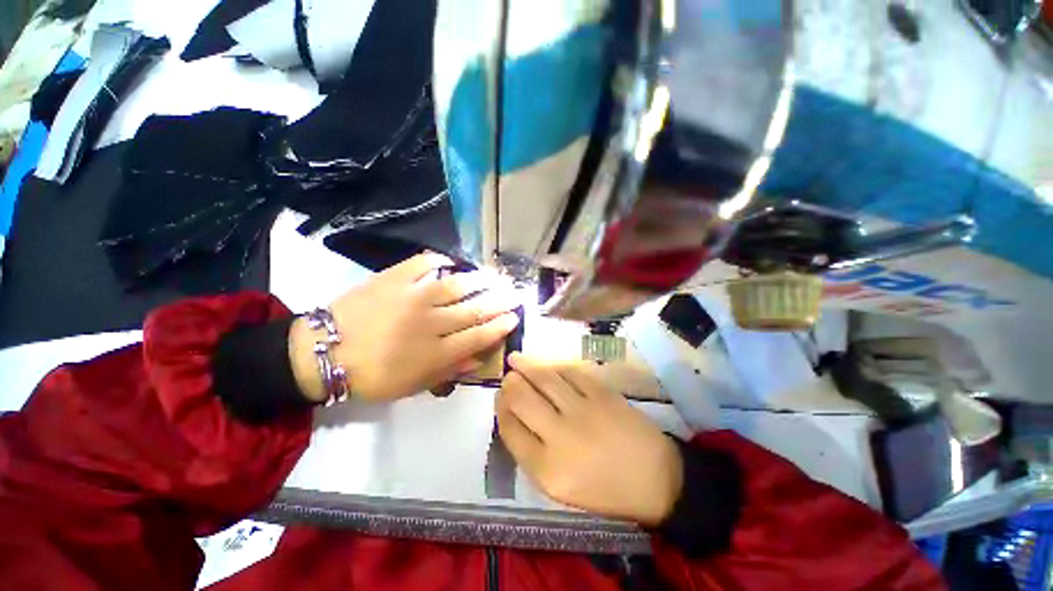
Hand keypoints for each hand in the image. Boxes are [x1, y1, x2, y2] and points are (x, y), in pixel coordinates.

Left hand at [290, 253, 519, 401]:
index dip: (499, 327)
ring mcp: (413, 296)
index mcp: (434, 351)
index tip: (513, 318)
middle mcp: (430, 321)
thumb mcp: (412, 386)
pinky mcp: (394, 278)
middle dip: (499, 301)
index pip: (478, 336)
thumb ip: (448, 371)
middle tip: (515, 294)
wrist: (323, 351)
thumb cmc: (371, 375)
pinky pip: (422, 263)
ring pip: (456, 285)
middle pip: (474, 309)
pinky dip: (438, 261)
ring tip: (495, 276)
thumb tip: (477, 359)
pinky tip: (449, 262)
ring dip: (480, 280)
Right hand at [496, 354, 683, 525]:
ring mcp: (582, 410)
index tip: (499, 398)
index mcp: (547, 470)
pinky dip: (554, 364)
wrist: (656, 478)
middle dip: (509, 384)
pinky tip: (547, 363)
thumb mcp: (561, 489)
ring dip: (526, 365)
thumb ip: (533, 455)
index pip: (510, 429)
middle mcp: (560, 437)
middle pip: (521, 399)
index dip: (500, 409)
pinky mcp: (602, 393)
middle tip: (508, 377)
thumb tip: (515, 418)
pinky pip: (570, 371)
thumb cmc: (606, 490)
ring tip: (515, 359)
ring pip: (544, 378)